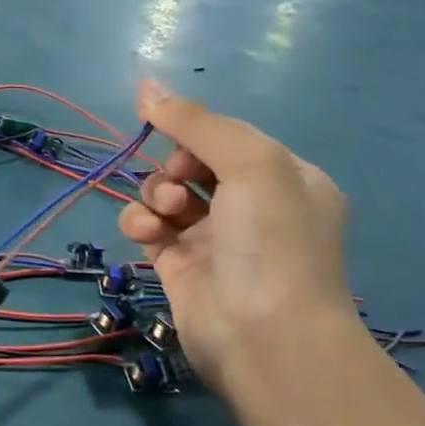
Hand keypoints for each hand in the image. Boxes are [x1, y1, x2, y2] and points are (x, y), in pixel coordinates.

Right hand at [118, 81, 356, 389]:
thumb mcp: (250, 164)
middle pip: (192, 162)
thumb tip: (146, 84)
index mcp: (284, 177)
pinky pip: (148, 227)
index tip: (170, 132)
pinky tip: (145, 233)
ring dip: (154, 193)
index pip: (227, 138)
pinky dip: (140, 223)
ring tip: (162, 214)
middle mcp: (252, 206)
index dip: (195, 133)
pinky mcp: (179, 265)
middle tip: (176, 182)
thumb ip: (196, 122)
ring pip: (165, 193)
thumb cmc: (272, 242)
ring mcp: (214, 238)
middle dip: (173, 165)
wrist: (266, 340)